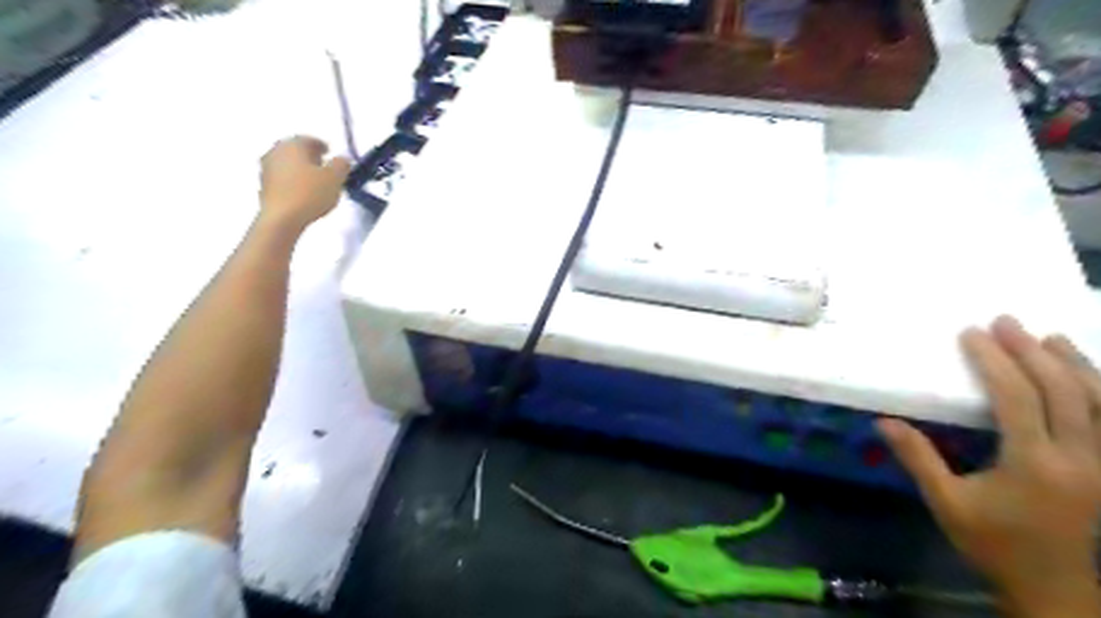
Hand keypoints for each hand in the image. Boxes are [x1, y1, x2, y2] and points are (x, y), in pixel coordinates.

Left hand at [258, 136, 346, 230]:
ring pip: (287, 163)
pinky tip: (303, 191)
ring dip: (300, 168)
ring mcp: (266, 169)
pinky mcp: (264, 186)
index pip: (307, 139)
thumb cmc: (310, 193)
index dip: (320, 144)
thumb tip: (342, 159)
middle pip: (294, 149)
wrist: (282, 218)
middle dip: (309, 155)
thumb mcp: (335, 178)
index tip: (330, 152)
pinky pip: (282, 177)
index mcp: (292, 145)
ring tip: (315, 180)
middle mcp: (275, 152)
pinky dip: (293, 179)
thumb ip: (341, 165)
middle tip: (323, 164)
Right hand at [883, 317, 1099, 614]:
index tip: (972, 334)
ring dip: (1076, 365)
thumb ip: (918, 459)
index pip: (1018, 399)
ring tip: (1050, 337)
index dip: (995, 362)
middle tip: (1007, 322)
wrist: (1055, 588)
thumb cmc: (993, 543)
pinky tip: (1088, 374)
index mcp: (1035, 464)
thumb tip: (884, 421)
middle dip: (1033, 352)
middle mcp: (1080, 458)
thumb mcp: (947, 503)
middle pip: (1064, 392)